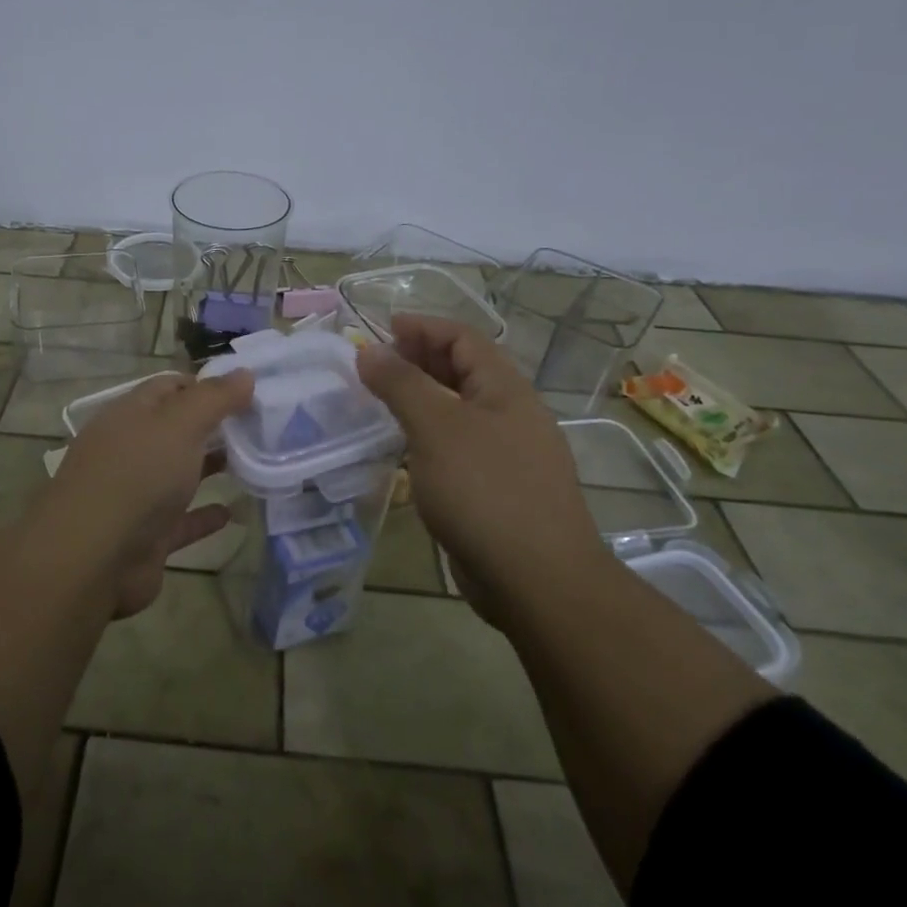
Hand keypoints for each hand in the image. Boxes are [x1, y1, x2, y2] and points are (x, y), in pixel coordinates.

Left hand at [41, 370, 253, 617]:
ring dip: (210, 467)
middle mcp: (129, 450)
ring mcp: (136, 495)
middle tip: (260, 425)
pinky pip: (182, 521)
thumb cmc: (136, 476)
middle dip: (212, 425)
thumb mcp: (179, 424)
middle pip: (175, 429)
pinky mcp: (147, 537)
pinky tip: (233, 513)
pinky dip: (205, 515)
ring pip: (178, 474)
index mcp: (130, 415)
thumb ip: (213, 398)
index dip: (206, 385)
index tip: (247, 390)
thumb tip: (245, 373)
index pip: (169, 387)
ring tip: (255, 462)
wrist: (92, 559)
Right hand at [356, 314, 604, 619]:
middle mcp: (511, 415)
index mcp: (506, 390)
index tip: (382, 328)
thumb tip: (369, 350)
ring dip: (422, 399)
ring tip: (382, 401)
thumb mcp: (436, 428)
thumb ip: (401, 384)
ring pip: (459, 411)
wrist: (537, 579)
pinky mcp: (497, 490)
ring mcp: (508, 454)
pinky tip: (405, 450)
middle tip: (376, 364)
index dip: (424, 327)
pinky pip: (458, 447)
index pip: (464, 339)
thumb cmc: (485, 490)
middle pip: (463, 371)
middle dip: (420, 359)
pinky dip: (429, 436)